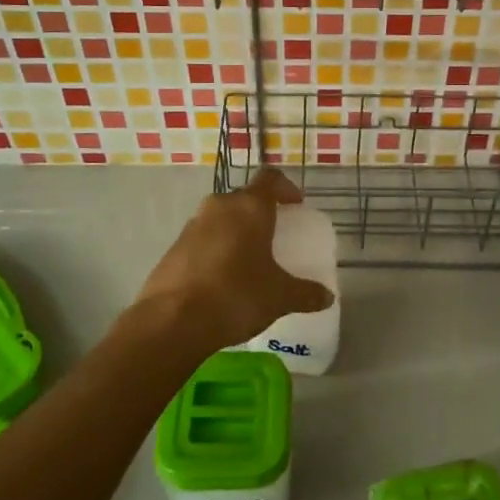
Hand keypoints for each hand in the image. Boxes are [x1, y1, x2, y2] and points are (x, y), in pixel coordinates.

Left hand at [130, 169, 334, 361]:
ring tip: (248, 261)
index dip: (286, 187)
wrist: (172, 321)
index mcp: (249, 208)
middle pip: (243, 199)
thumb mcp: (279, 297)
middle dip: (260, 213)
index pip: (270, 179)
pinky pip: (202, 241)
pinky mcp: (173, 249)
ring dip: (235, 232)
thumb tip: (327, 297)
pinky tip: (222, 280)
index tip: (296, 204)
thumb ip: (306, 293)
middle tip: (274, 236)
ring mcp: (192, 227)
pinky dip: (215, 251)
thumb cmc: (236, 296)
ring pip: (220, 219)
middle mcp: (219, 207)